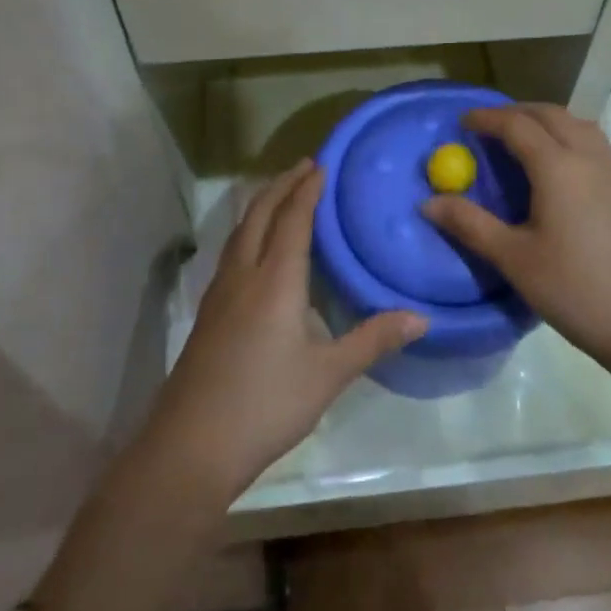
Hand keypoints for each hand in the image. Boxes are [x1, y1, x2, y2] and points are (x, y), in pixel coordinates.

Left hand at [144, 161, 427, 499]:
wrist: (190, 446)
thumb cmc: (265, 405)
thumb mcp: (328, 375)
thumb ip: (372, 340)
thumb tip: (420, 317)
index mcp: (275, 279)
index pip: (293, 219)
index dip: (308, 189)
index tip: (322, 164)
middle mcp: (244, 274)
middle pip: (260, 213)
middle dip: (282, 184)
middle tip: (305, 166)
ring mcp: (220, 293)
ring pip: (240, 230)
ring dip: (262, 203)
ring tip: (281, 193)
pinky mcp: (208, 312)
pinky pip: (232, 250)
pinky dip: (249, 229)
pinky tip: (256, 248)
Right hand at [421, 104, 610, 371]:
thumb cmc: (575, 289)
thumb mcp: (514, 259)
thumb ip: (470, 224)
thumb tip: (428, 203)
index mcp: (557, 166)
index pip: (516, 125)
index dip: (486, 118)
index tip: (461, 122)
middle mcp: (586, 156)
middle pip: (548, 114)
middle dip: (515, 112)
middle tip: (487, 126)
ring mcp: (610, 170)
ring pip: (574, 122)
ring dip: (543, 119)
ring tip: (519, 136)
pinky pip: (590, 140)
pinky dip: (565, 133)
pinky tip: (555, 162)